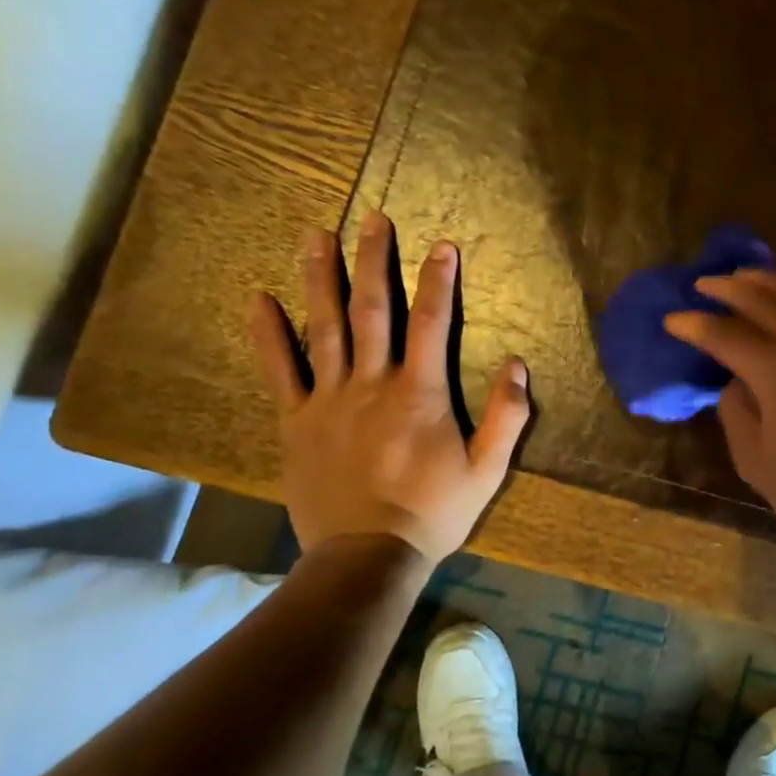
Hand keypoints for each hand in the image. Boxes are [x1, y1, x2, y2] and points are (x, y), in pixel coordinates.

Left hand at [249, 214, 530, 560]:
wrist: (367, 556)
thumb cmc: (433, 512)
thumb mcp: (488, 470)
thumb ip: (507, 416)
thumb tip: (516, 363)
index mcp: (420, 393)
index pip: (431, 323)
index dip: (438, 280)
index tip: (442, 244)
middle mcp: (372, 383)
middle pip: (373, 310)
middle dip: (375, 261)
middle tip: (373, 219)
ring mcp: (328, 399)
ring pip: (324, 327)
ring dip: (322, 278)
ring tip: (316, 235)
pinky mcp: (296, 421)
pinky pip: (279, 370)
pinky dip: (268, 333)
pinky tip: (259, 298)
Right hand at [665, 270, 775, 559]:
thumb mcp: (756, 462)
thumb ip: (736, 412)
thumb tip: (737, 382)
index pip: (728, 335)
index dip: (696, 325)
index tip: (673, 318)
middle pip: (766, 301)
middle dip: (730, 288)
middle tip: (704, 283)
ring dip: (769, 282)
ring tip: (743, 276)